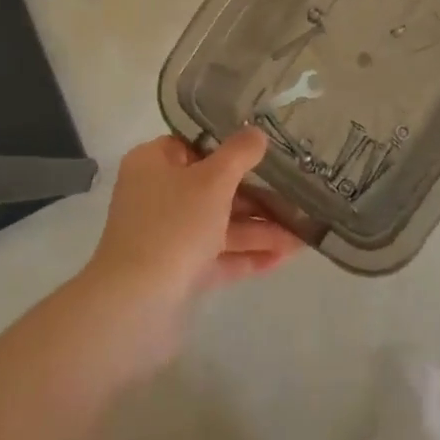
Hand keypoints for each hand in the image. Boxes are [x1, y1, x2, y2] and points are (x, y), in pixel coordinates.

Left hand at [82, 130, 303, 368]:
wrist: (135, 307)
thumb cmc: (173, 226)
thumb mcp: (212, 180)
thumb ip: (238, 154)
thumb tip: (256, 132)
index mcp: (154, 163)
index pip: (194, 145)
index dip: (229, 147)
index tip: (267, 150)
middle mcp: (157, 195)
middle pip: (213, 187)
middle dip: (257, 195)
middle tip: (297, 196)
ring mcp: (167, 235)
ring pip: (220, 224)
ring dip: (259, 228)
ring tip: (303, 233)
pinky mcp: (178, 272)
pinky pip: (218, 255)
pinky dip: (248, 254)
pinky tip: (285, 256)